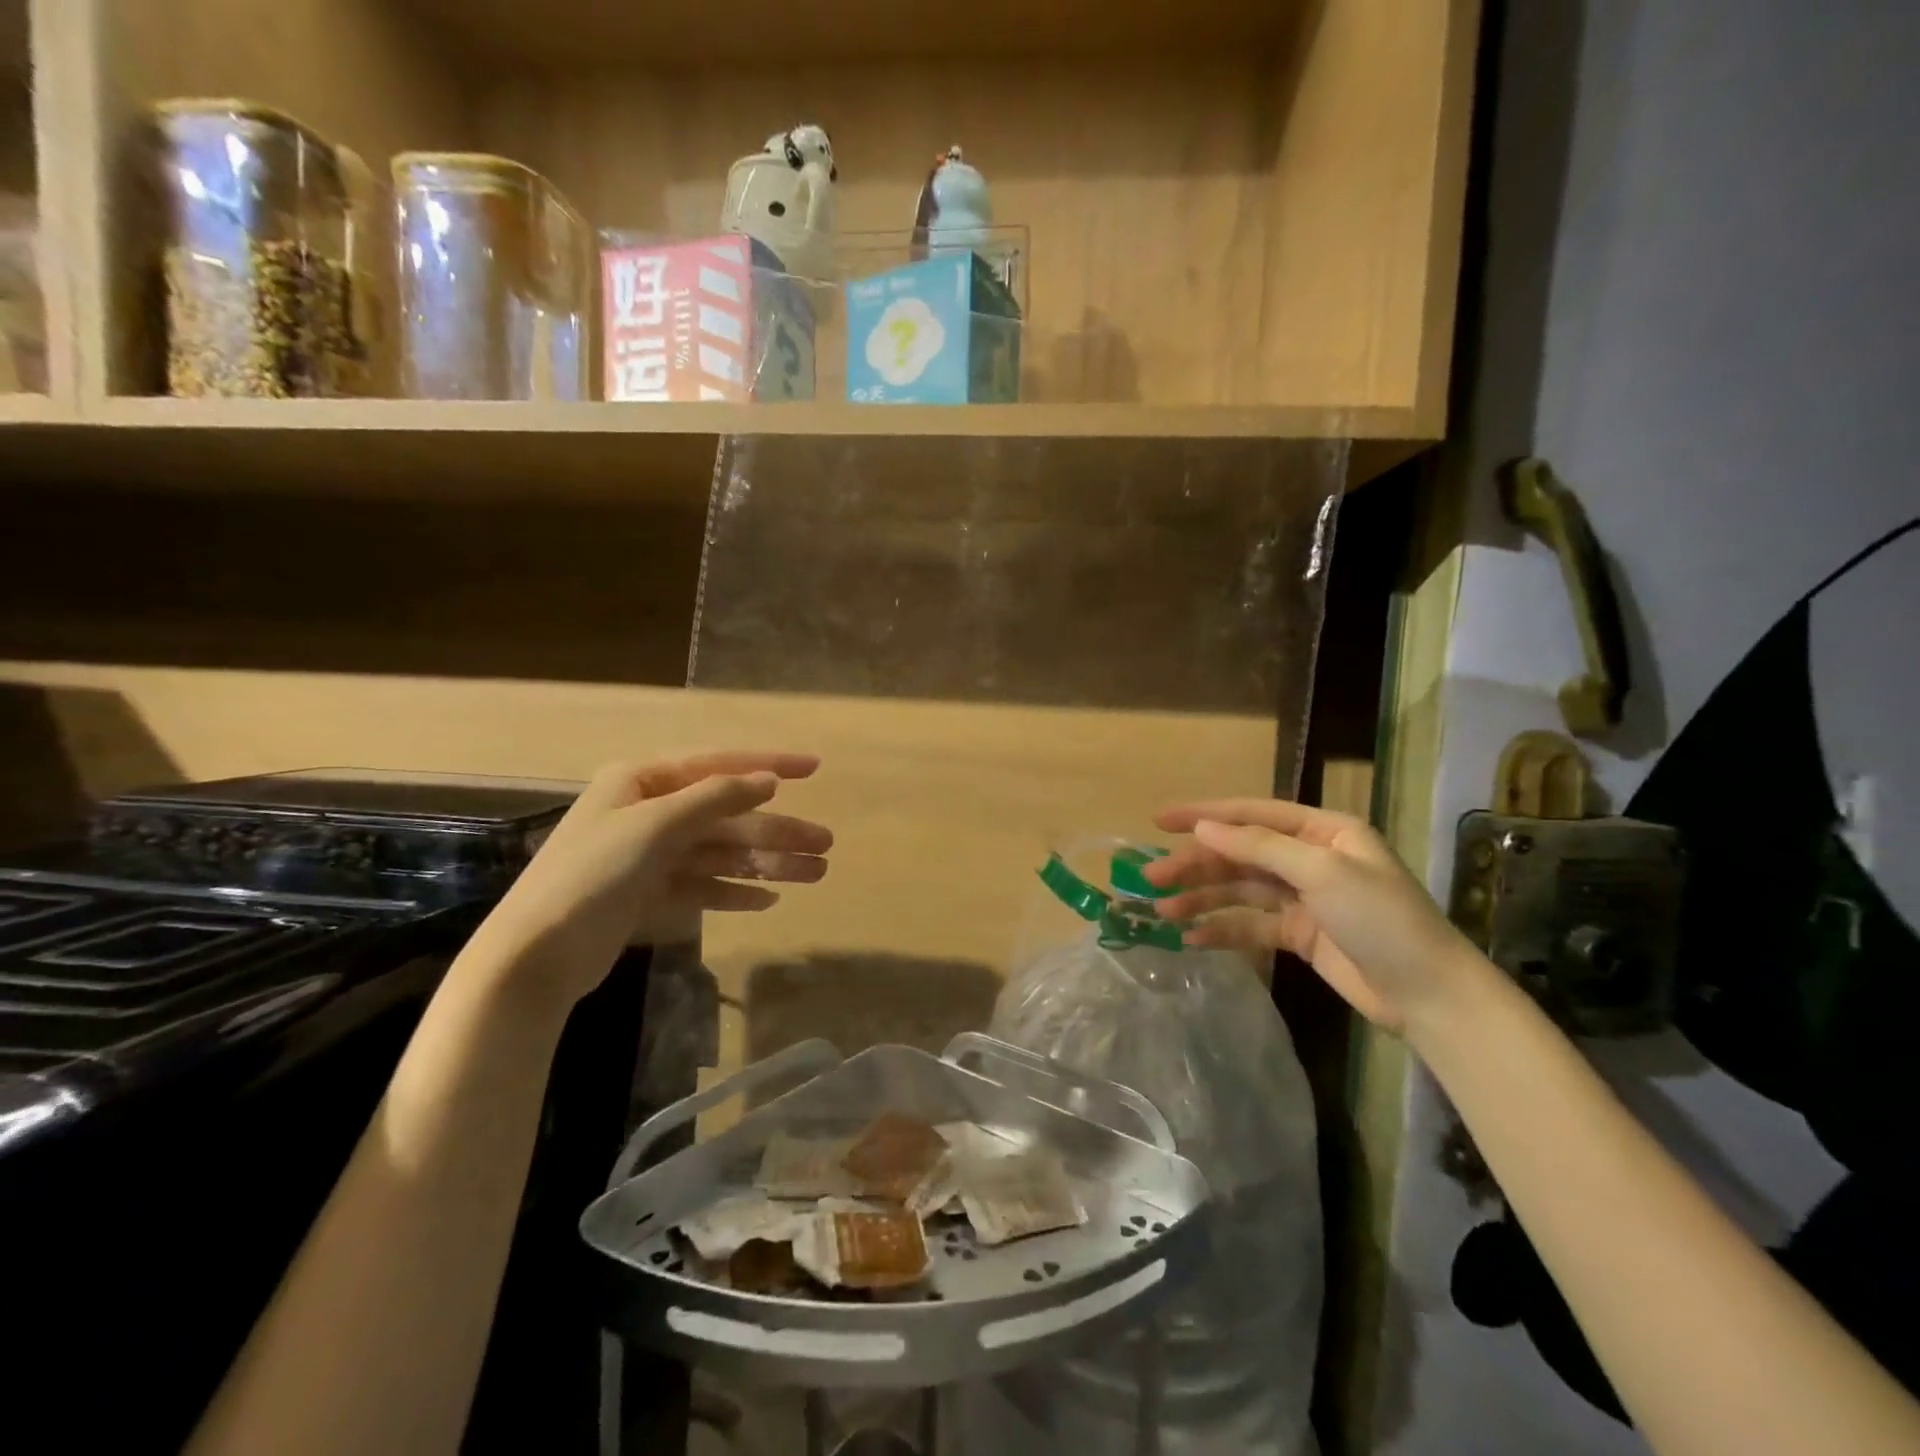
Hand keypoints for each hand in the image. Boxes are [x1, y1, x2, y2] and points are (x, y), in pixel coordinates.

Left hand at [480, 752, 830, 1005]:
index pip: (718, 765)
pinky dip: (735, 891)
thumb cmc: (593, 875)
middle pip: (728, 816)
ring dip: (767, 864)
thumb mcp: (656, 826)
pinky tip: (768, 900)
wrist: (535, 956)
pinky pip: (704, 887)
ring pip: (722, 854)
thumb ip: (716, 799)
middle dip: (778, 830)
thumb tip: (767, 779)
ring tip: (815, 874)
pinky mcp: (650, 896)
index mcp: (643, 782)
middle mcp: (648, 813)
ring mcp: (650, 856)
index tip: (815, 768)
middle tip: (826, 845)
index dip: (769, 764)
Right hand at [1145, 798, 1481, 1034]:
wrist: (1430, 996)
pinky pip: (1251, 924)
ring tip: (1162, 912)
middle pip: (1239, 854)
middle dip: (1195, 864)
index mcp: (1322, 831)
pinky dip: (1223, 929)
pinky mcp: (1299, 934)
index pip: (1252, 814)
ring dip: (1201, 898)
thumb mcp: (1322, 873)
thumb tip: (1203, 827)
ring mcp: (1303, 898)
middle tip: (1151, 877)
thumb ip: (1258, 847)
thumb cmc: (1382, 920)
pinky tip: (1193, 938)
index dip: (1204, 814)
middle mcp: (1309, 858)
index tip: (1158, 820)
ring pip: (1240, 890)